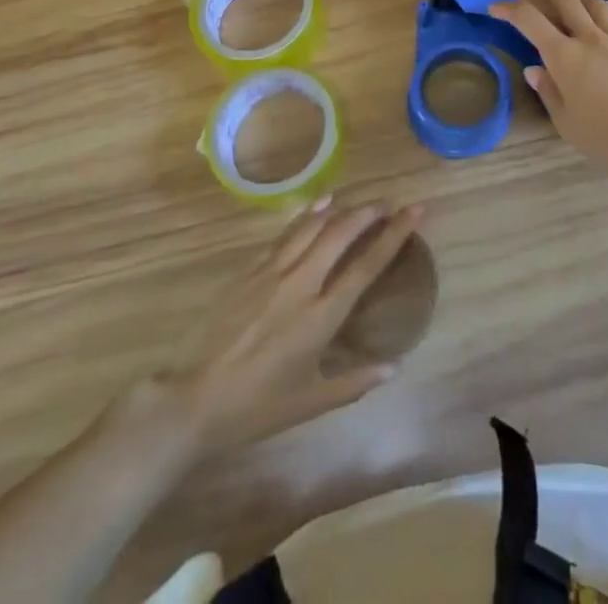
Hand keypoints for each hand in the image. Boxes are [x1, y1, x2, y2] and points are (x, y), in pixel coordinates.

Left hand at [161, 198, 422, 452]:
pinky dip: (309, 215)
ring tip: (361, 200)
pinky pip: (287, 233)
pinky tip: (319, 205)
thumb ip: (354, 381)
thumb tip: (394, 367)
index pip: (367, 265)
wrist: (192, 400)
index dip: (395, 234)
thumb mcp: (309, 402)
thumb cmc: (255, 407)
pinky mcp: (250, 269)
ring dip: (342, 209)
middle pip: (342, 233)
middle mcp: (302, 283)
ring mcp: (273, 271)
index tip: (415, 211)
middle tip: (390, 202)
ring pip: (314, 226)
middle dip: (370, 213)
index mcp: (321, 316)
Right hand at [491, 0, 607, 177]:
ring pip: (595, 4)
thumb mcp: (566, 122)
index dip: (509, 9)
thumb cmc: (605, 138)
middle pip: (564, 0)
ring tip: (568, 3)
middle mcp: (591, 38)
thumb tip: (534, 69)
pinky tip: (605, 26)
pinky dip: (606, 18)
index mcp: (565, 56)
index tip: (495, 8)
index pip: (530, 19)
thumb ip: (549, 91)